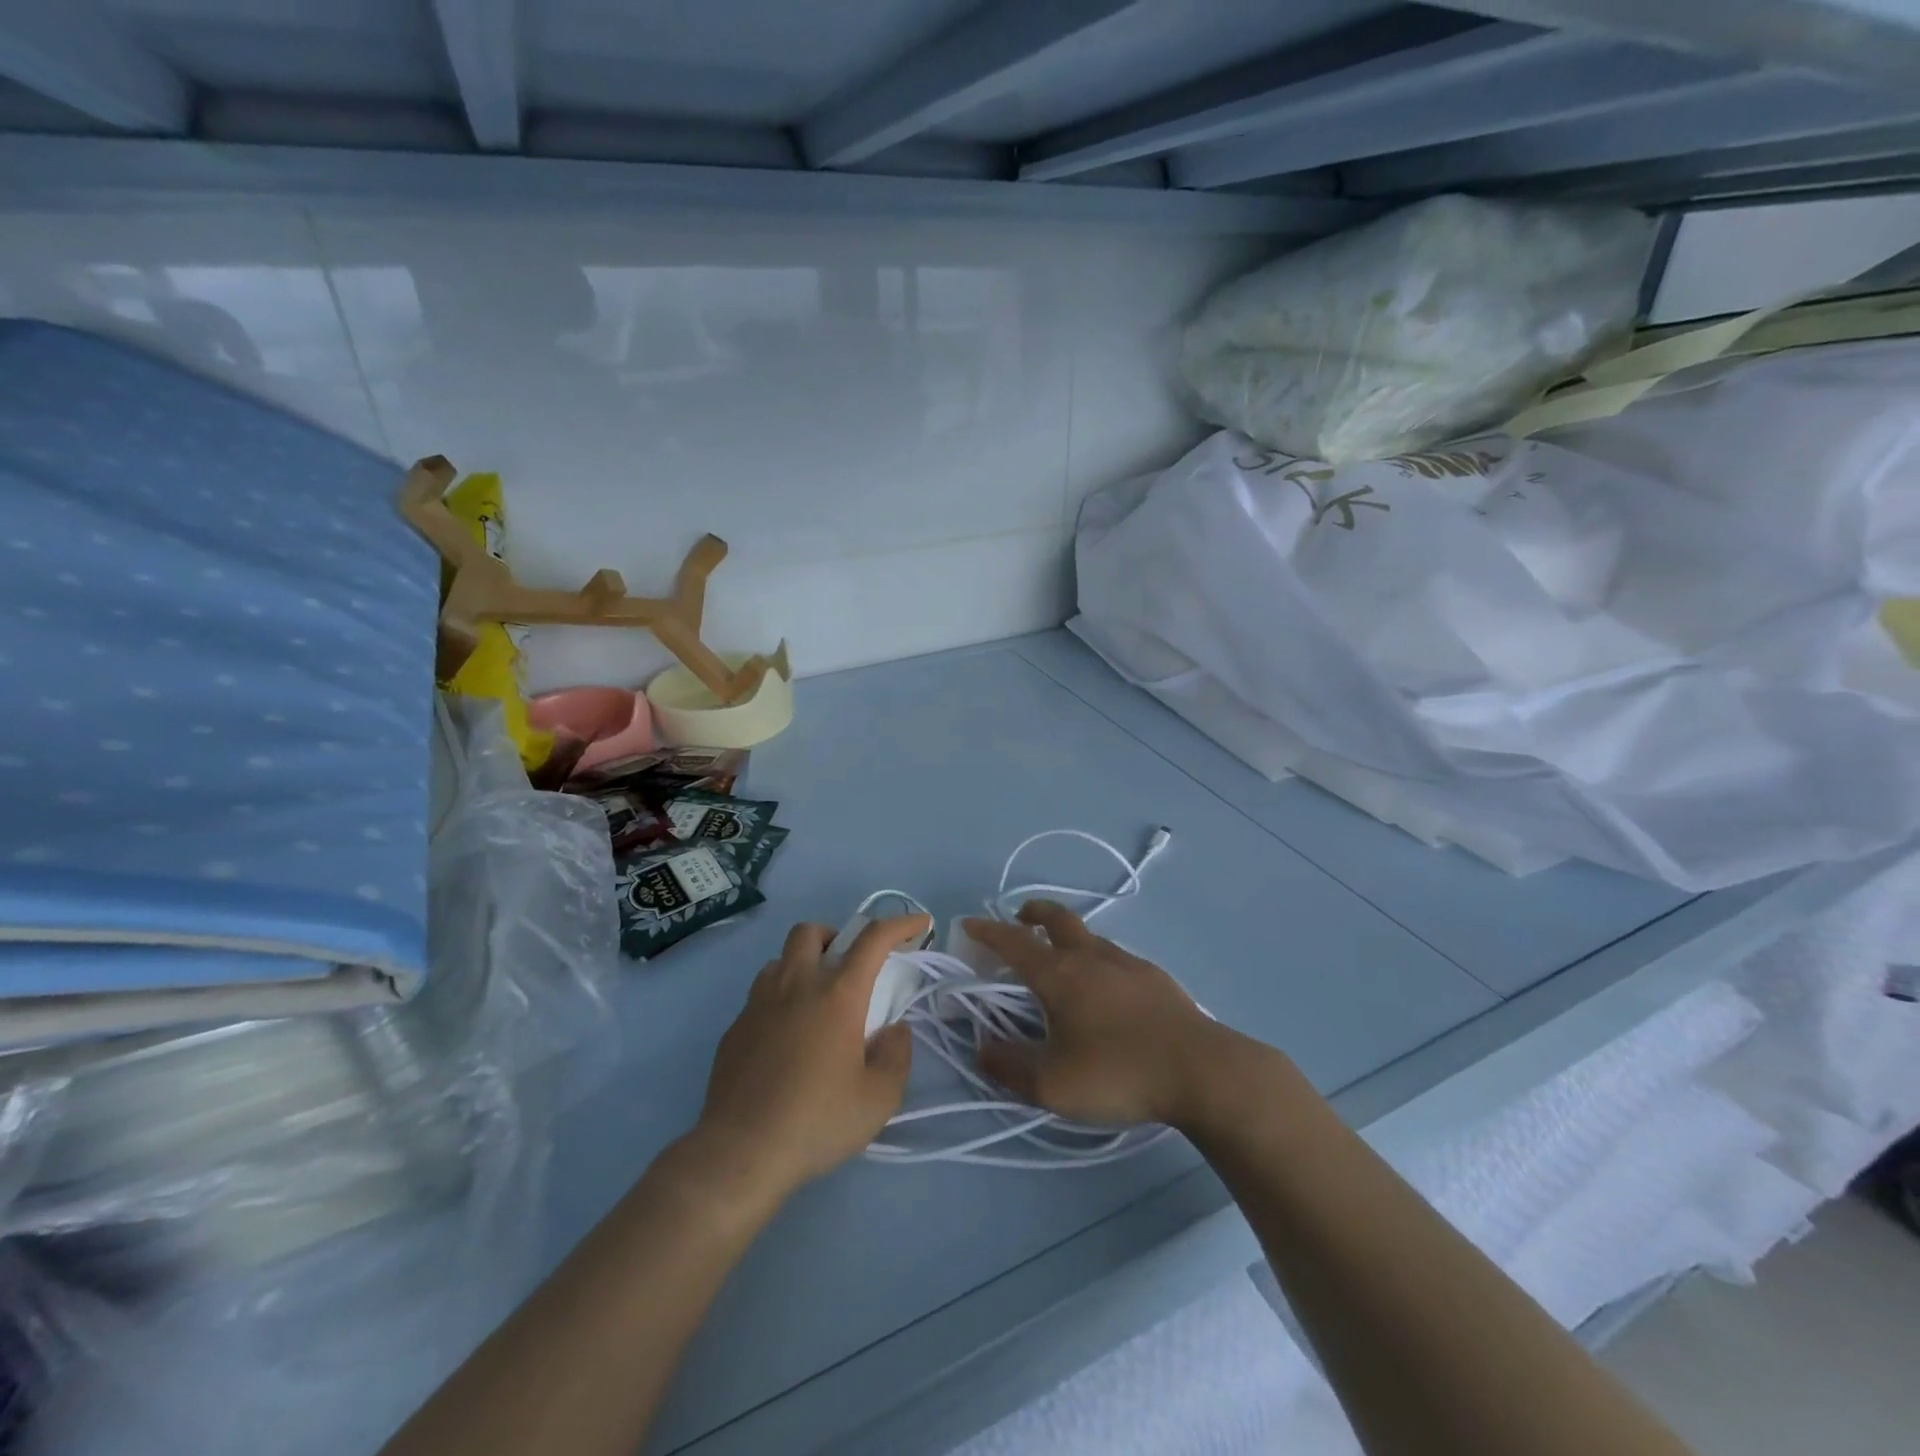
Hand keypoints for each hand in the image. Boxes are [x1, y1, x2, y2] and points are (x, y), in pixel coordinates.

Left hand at [690, 916, 925, 1207]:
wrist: (741, 1152)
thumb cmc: (817, 1121)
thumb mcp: (879, 1098)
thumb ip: (897, 1056)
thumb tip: (894, 1030)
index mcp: (837, 994)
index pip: (873, 939)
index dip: (901, 923)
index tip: (920, 924)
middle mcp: (796, 985)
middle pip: (811, 931)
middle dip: (835, 936)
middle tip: (848, 969)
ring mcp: (758, 1004)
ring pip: (779, 959)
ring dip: (802, 966)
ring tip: (815, 1001)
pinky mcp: (734, 1028)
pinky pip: (759, 995)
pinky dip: (779, 1000)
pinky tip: (785, 1039)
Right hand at [961, 902, 1227, 1130]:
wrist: (1201, 1070)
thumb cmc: (1119, 1073)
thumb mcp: (1053, 1085)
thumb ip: (1010, 1067)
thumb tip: (983, 1048)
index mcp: (1060, 974)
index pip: (1014, 942)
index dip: (988, 931)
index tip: (971, 924)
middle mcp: (1091, 956)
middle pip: (1057, 918)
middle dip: (1033, 913)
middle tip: (1020, 918)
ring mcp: (1127, 962)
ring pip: (1089, 936)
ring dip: (1067, 936)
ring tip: (1061, 959)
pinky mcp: (1155, 977)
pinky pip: (1114, 956)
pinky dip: (1096, 958)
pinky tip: (1105, 988)